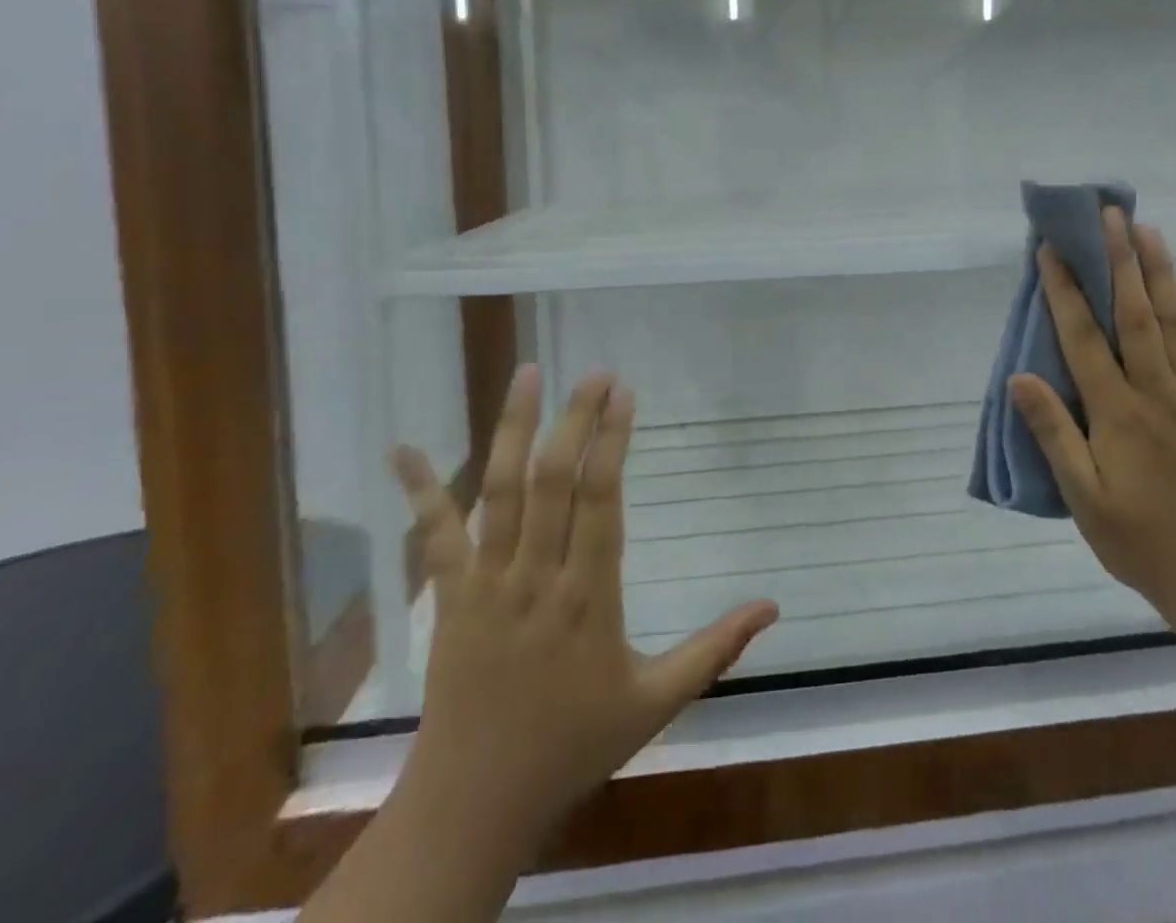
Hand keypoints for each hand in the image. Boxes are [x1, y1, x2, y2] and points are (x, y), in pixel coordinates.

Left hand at [391, 365, 778, 844]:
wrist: (475, 803)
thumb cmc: (573, 745)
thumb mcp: (656, 703)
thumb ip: (716, 650)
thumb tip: (773, 607)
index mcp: (588, 597)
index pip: (601, 500)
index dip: (612, 441)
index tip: (624, 393)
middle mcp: (535, 576)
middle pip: (553, 480)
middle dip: (575, 419)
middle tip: (594, 372)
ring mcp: (486, 583)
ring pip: (499, 492)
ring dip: (512, 429)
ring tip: (527, 374)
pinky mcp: (450, 596)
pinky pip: (436, 536)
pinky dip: (419, 490)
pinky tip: (402, 449)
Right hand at [1007, 209, 1175, 637]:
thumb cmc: (1141, 541)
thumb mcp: (1084, 499)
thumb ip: (1053, 434)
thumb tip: (1019, 378)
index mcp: (1118, 414)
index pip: (1084, 338)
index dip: (1065, 291)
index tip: (1051, 250)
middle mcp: (1159, 393)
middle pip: (1136, 314)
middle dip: (1119, 261)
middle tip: (1110, 215)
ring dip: (1160, 273)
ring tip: (1148, 231)